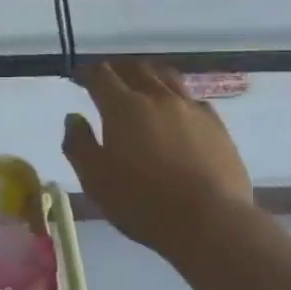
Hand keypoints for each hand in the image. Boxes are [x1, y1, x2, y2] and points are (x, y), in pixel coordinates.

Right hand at [63, 61, 256, 257]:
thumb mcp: (95, 179)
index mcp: (123, 108)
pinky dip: (176, 96)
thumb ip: (79, 144)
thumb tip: (74, 117)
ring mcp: (191, 108)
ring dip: (149, 75)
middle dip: (118, 69)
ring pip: (167, 77)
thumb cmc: (142, 202)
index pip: (101, 76)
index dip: (86, 73)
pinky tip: (176, 110)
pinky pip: (192, 98)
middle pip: (136, 69)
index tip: (78, 77)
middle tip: (108, 78)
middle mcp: (157, 98)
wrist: (209, 220)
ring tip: (142, 83)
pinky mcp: (216, 124)